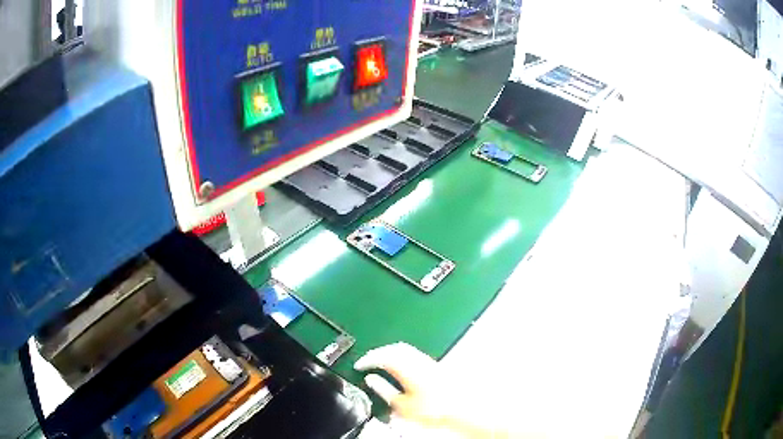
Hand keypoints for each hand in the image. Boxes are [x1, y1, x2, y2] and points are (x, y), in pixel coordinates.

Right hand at [354, 342, 452, 427]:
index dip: (367, 360)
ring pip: (404, 348)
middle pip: (393, 348)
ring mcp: (427, 361)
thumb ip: (383, 389)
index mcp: (406, 368)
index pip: (382, 357)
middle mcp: (417, 360)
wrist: (459, 407)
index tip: (359, 365)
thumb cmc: (431, 408)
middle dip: (377, 352)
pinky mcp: (434, 365)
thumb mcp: (401, 404)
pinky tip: (399, 365)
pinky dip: (400, 355)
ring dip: (389, 352)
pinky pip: (412, 353)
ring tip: (380, 361)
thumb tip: (371, 379)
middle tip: (367, 361)